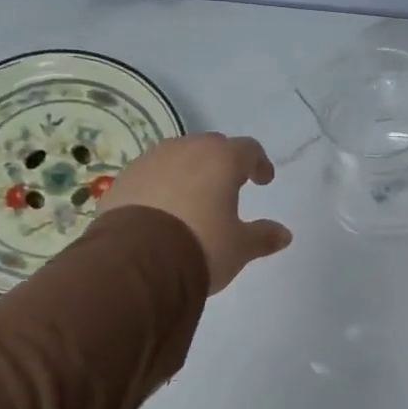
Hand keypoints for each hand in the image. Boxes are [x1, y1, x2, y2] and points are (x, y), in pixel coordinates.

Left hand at [98, 133, 292, 293]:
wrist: (136, 262)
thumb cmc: (200, 246)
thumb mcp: (239, 247)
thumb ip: (263, 237)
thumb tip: (284, 234)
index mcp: (220, 159)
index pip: (248, 149)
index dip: (259, 163)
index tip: (263, 180)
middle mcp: (184, 150)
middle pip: (211, 147)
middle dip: (223, 163)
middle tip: (229, 185)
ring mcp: (149, 162)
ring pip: (177, 158)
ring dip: (189, 172)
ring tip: (193, 198)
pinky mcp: (123, 180)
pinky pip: (150, 175)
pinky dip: (161, 186)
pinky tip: (162, 210)